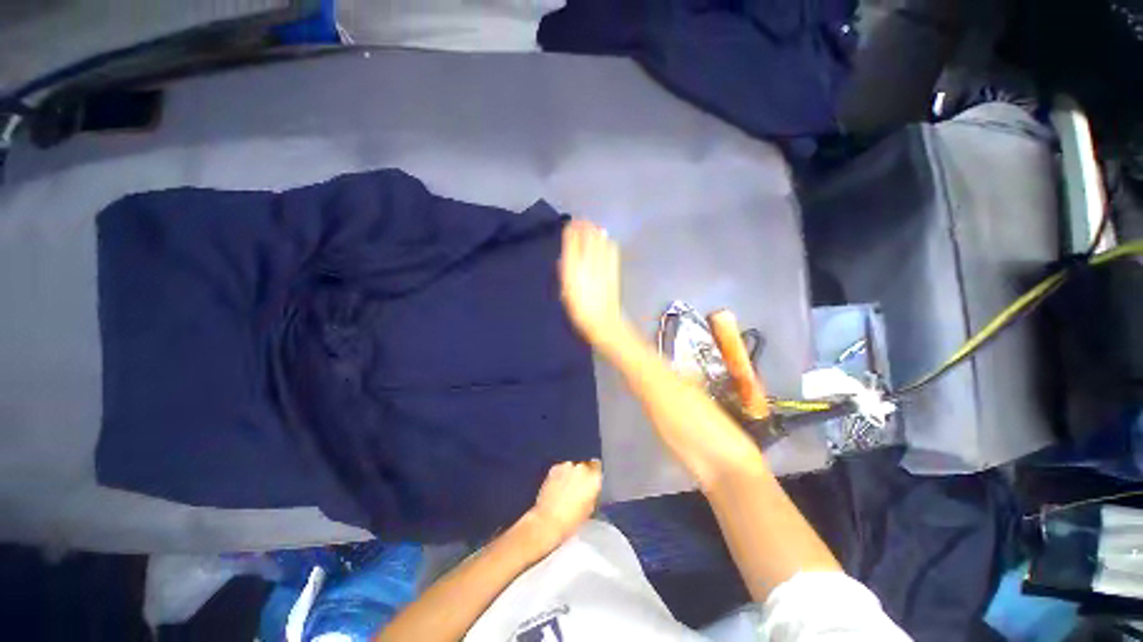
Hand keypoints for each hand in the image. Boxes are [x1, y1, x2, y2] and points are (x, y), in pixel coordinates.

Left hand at [523, 460, 602, 549]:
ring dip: (571, 473)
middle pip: (586, 465)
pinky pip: (562, 468)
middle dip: (583, 474)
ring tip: (566, 488)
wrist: (548, 521)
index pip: (599, 468)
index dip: (595, 474)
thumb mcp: (590, 508)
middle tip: (578, 487)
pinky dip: (561, 475)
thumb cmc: (571, 520)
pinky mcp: (554, 467)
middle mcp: (582, 468)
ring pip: (573, 466)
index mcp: (594, 478)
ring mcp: (567, 466)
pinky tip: (557, 487)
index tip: (592, 481)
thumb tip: (591, 487)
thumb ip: (593, 492)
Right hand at [560, 221, 628, 345]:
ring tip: (592, 227)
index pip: (572, 243)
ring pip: (600, 242)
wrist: (602, 321)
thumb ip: (565, 273)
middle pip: (588, 238)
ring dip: (596, 231)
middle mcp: (587, 263)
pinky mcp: (613, 269)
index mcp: (572, 269)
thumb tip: (565, 258)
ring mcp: (603, 265)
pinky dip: (607, 242)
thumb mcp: (566, 292)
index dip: (571, 231)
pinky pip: (611, 251)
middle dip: (585, 226)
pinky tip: (606, 240)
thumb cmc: (579, 310)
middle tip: (581, 221)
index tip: (570, 224)